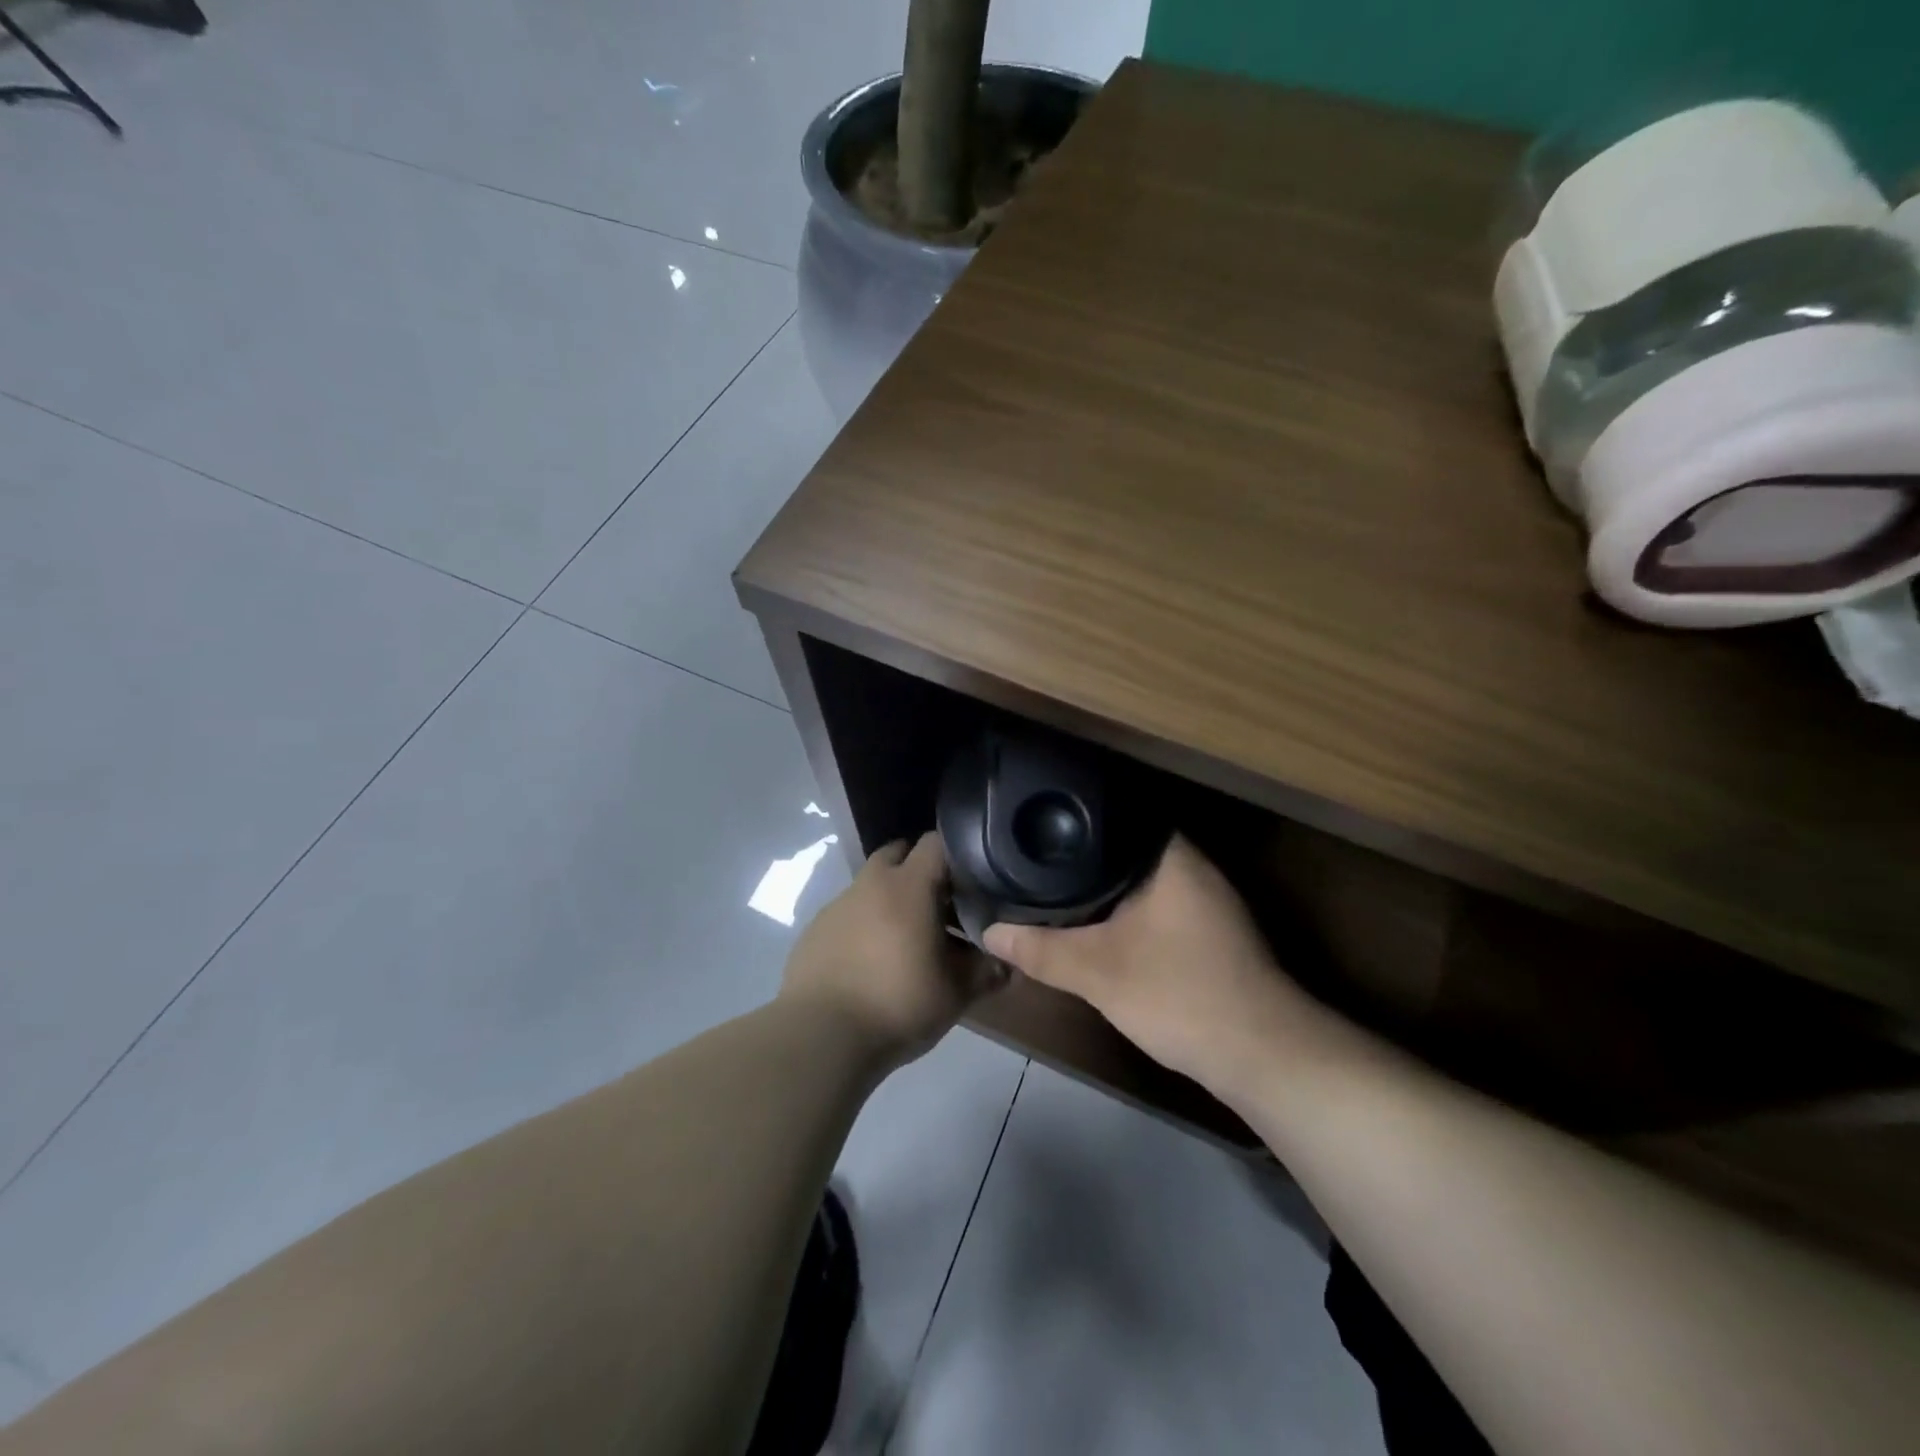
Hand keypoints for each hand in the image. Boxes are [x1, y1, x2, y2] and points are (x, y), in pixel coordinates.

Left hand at [781, 832, 991, 1067]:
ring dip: (891, 901)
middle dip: (920, 871)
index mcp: (907, 886)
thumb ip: (985, 973)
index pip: (936, 843)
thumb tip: (1007, 965)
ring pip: (871, 886)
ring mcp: (837, 905)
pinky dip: (864, 926)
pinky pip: (848, 915)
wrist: (820, 1037)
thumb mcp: (955, 994)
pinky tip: (872, 963)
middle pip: (898, 854)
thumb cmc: (897, 1003)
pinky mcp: (814, 931)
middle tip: (941, 906)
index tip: (972, 881)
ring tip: (907, 942)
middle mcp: (870, 884)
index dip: (957, 855)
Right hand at [984, 836, 1315, 1097]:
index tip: (1036, 829)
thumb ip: (1040, 950)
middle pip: (1124, 850)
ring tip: (1055, 888)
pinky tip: (1099, 927)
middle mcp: (1193, 867)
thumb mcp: (1097, 972)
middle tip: (1035, 860)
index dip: (1073, 821)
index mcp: (1171, 856)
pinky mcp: (1211, 933)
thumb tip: (990, 932)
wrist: (1261, 1056)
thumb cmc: (1179, 993)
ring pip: (1141, 882)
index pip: (1114, 816)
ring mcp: (1207, 901)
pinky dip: (1126, 914)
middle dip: (1081, 860)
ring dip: (1105, 891)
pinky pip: (1156, 907)